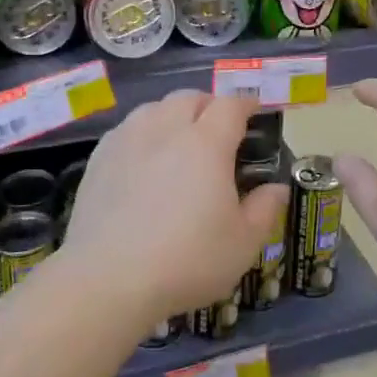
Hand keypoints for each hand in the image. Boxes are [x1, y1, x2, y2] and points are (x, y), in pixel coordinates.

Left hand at [62, 90, 287, 320]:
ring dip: (173, 115)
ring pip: (154, 108)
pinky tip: (144, 159)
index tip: (254, 112)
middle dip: (209, 105)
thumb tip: (276, 188)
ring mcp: (128, 140)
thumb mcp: (242, 244)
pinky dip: (143, 133)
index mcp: (207, 143)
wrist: (108, 279)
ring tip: (179, 140)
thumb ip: (264, 210)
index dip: (245, 104)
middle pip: (190, 98)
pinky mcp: (99, 158)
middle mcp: (166, 129)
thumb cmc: (187, 260)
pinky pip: (127, 129)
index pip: (230, 105)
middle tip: (218, 129)